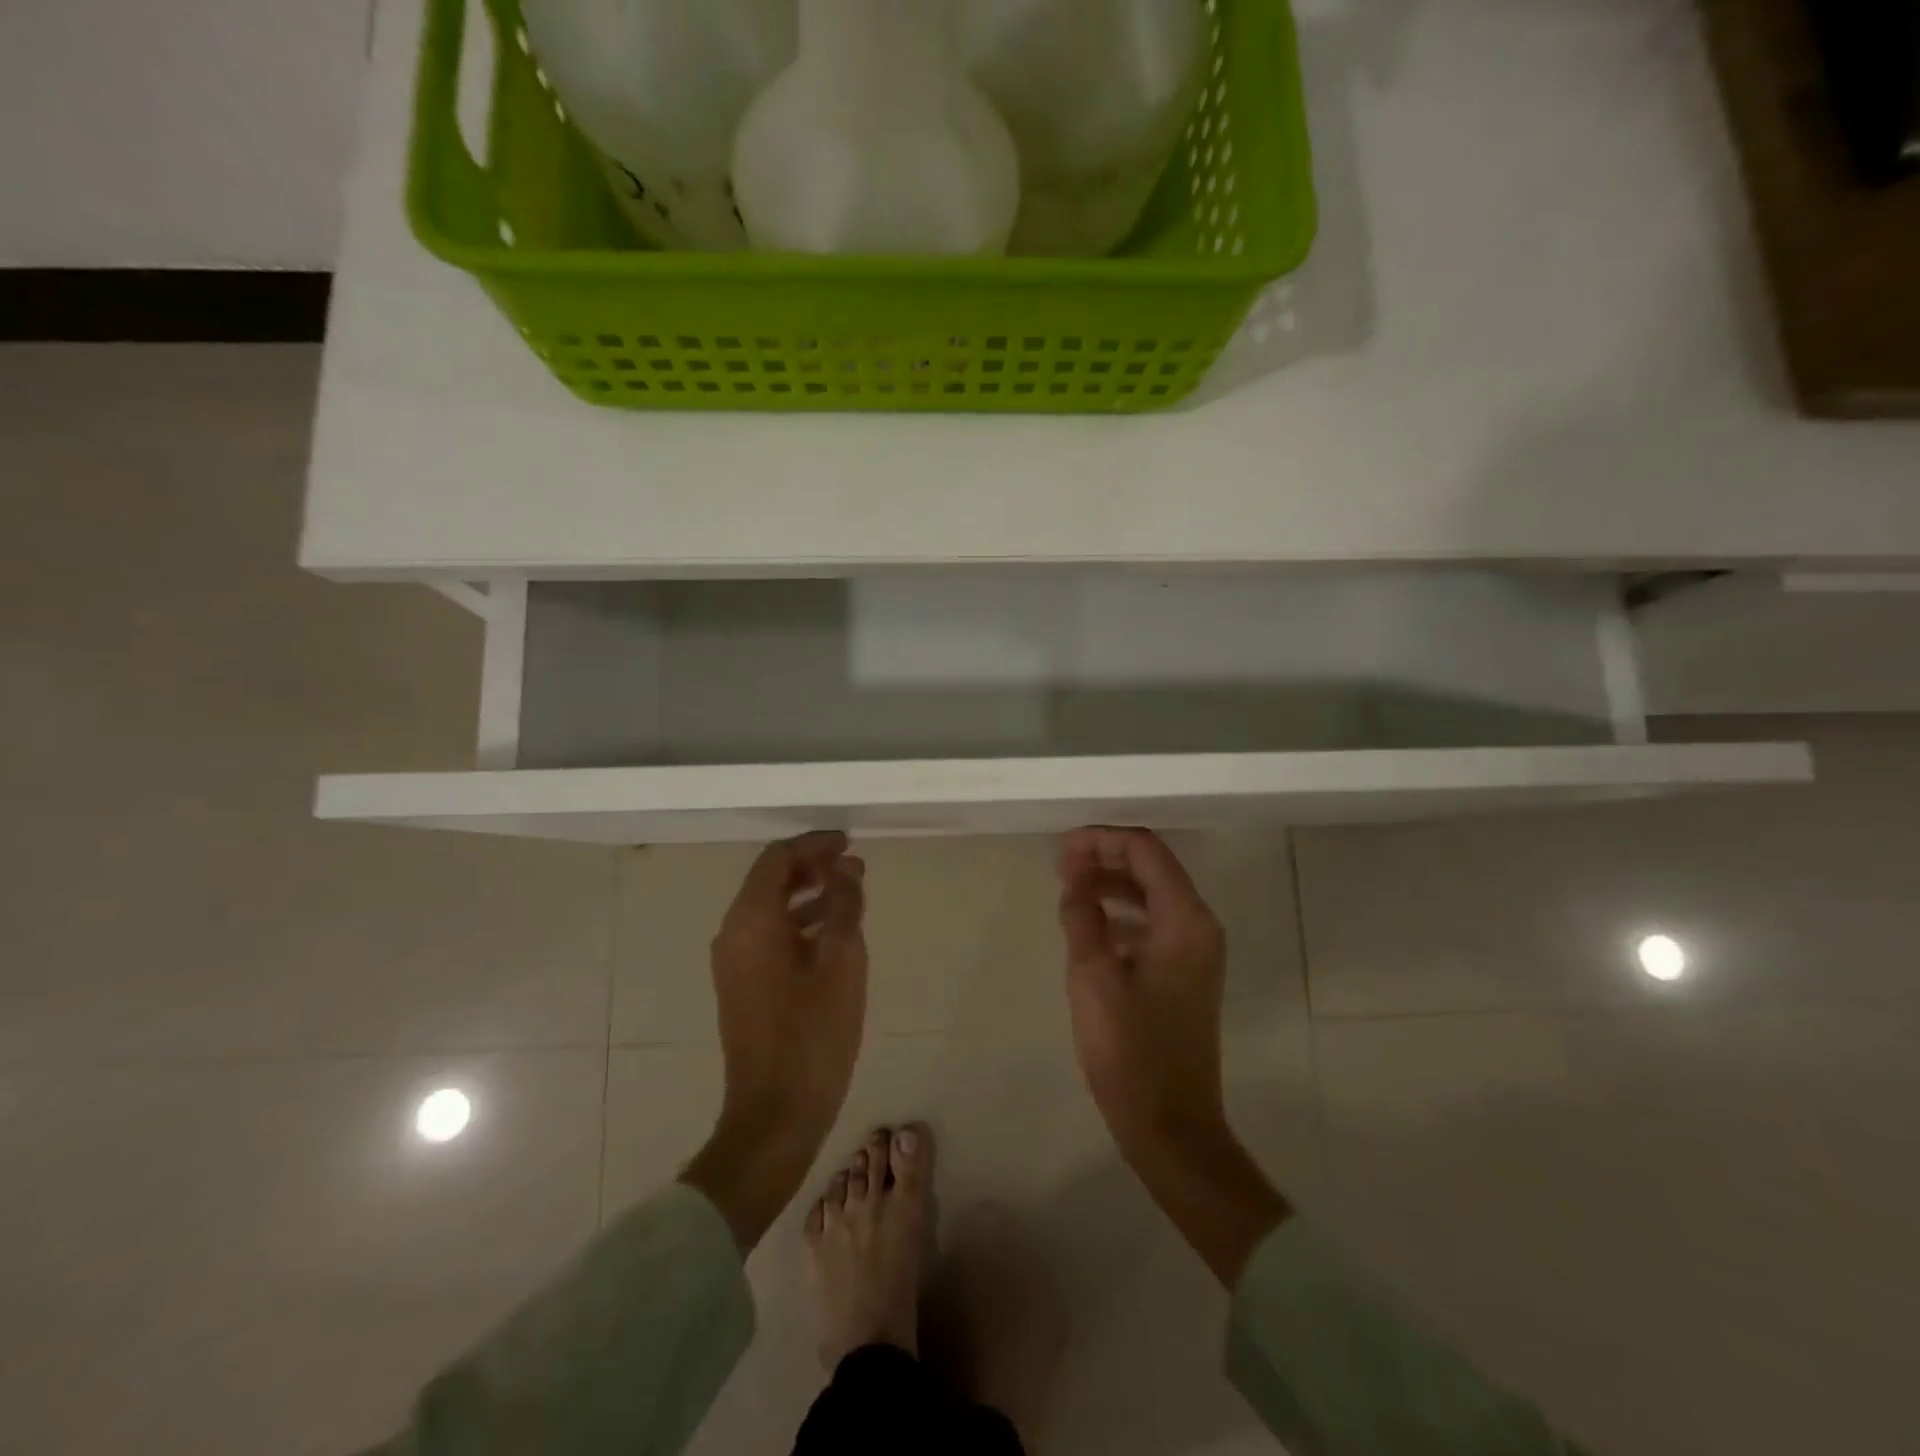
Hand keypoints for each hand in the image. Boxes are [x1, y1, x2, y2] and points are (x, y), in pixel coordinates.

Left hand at [681, 831, 868, 1252]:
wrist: (775, 1114)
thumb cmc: (813, 1035)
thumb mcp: (842, 962)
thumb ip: (843, 905)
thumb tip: (844, 868)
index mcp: (751, 922)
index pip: (777, 859)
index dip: (813, 844)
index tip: (848, 843)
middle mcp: (734, 935)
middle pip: (769, 880)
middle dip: (811, 866)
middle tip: (853, 865)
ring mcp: (734, 963)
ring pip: (769, 908)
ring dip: (808, 894)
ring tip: (851, 893)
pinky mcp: (742, 986)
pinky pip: (768, 935)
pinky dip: (799, 922)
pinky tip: (832, 934)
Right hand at [1057, 827, 1288, 1286]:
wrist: (1172, 1125)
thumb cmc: (1130, 1050)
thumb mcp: (1093, 976)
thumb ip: (1082, 916)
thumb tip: (1075, 882)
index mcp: (1184, 919)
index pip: (1145, 851)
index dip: (1102, 840)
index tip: (1061, 849)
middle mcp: (1198, 925)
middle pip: (1152, 868)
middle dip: (1105, 858)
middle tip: (1060, 866)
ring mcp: (1196, 951)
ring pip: (1151, 895)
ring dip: (1111, 884)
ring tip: (1068, 888)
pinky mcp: (1185, 973)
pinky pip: (1153, 923)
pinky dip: (1122, 913)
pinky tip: (1090, 924)